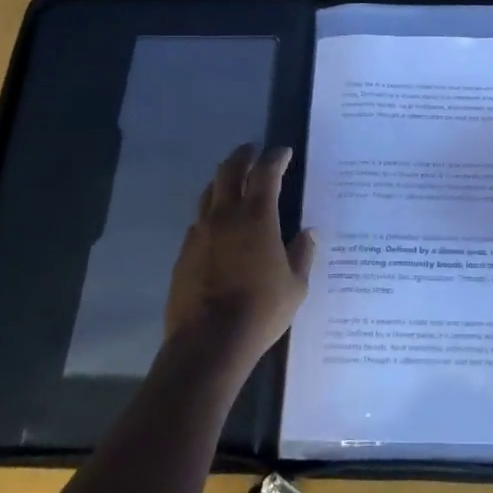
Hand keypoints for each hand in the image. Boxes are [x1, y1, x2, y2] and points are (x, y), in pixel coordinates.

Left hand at [166, 143, 314, 366]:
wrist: (209, 342)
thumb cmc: (261, 310)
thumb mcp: (296, 285)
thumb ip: (302, 254)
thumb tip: (308, 233)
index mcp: (257, 217)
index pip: (266, 173)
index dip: (276, 158)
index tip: (284, 152)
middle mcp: (226, 215)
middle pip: (230, 171)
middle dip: (243, 156)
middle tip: (253, 150)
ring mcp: (201, 232)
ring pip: (209, 192)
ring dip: (223, 180)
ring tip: (234, 180)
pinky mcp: (184, 252)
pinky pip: (199, 220)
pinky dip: (211, 212)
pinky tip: (218, 224)